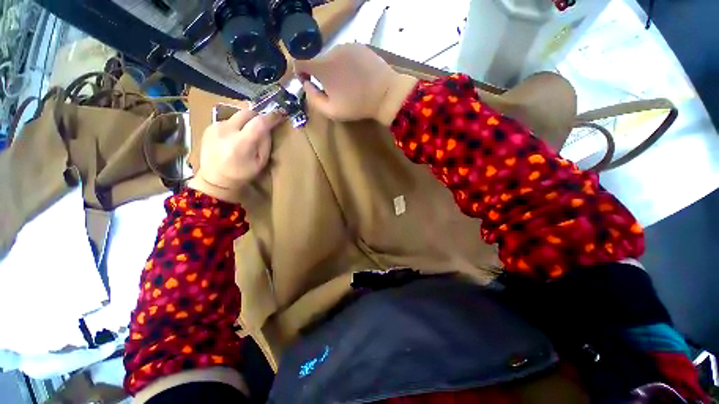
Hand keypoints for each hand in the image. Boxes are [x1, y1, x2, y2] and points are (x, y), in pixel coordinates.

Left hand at [188, 110, 281, 202]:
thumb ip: (265, 144)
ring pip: (238, 116)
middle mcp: (226, 130)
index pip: (259, 122)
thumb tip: (268, 128)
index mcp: (241, 143)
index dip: (271, 117)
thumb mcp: (261, 162)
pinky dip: (236, 126)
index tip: (281, 114)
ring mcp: (215, 126)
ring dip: (246, 122)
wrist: (214, 179)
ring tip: (248, 134)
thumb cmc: (242, 174)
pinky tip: (235, 137)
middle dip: (258, 116)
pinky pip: (229, 120)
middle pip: (247, 112)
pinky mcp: (210, 126)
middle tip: (264, 124)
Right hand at [294, 43, 417, 124]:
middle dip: (320, 74)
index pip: (300, 61)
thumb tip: (306, 84)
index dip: (301, 72)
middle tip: (333, 89)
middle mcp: (332, 50)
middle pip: (317, 60)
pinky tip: (356, 76)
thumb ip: (313, 98)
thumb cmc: (357, 106)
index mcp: (322, 66)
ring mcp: (347, 46)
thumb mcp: (331, 111)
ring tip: (347, 83)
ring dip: (334, 68)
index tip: (309, 82)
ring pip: (332, 57)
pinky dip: (345, 64)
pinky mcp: (359, 46)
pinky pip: (345, 54)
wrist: (385, 94)